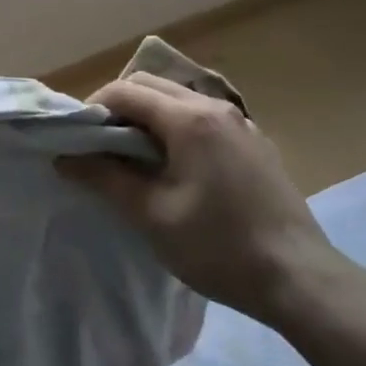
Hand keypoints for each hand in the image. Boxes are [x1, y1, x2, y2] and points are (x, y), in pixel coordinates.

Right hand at [61, 72, 347, 324]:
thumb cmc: (218, 247)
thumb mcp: (152, 216)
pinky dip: (177, 128)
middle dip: (120, 108)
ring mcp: (241, 123)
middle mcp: (216, 108)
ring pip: (179, 100)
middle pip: (152, 86)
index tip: (78, 140)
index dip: (94, 109)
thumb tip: (65, 159)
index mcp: (189, 119)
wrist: (300, 279)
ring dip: (149, 117)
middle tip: (101, 147)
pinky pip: (204, 119)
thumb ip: (105, 179)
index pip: (126, 90)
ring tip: (134, 158)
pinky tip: (176, 168)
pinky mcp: (255, 143)